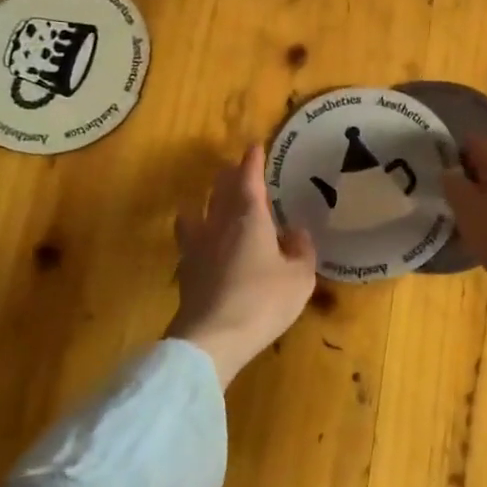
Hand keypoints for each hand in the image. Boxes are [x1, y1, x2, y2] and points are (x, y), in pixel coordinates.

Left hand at [167, 144, 317, 387]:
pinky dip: (196, 231)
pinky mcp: (186, 270)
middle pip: (220, 190)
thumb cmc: (263, 301)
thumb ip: (301, 250)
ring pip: (199, 211)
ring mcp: (197, 247)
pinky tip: (200, 240)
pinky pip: (189, 239)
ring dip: (208, 200)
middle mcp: (219, 224)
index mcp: (249, 218)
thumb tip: (295, 232)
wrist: (212, 338)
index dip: (252, 162)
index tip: (254, 147)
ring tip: (212, 200)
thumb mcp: (299, 278)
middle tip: (237, 170)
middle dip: (230, 177)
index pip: (249, 180)